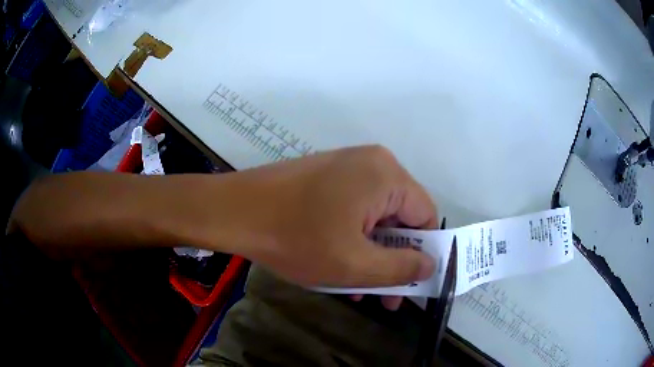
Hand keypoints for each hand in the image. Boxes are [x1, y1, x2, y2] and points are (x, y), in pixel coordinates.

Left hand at [219, 145, 437, 307]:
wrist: (234, 211)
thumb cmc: (295, 238)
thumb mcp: (355, 265)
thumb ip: (401, 269)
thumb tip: (430, 265)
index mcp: (386, 175)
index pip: (425, 216)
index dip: (422, 254)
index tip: (409, 286)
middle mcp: (372, 163)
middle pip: (400, 217)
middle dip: (392, 260)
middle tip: (383, 297)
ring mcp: (346, 167)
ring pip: (375, 218)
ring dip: (371, 255)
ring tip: (357, 289)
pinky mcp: (327, 175)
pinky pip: (354, 210)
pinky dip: (353, 239)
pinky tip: (339, 266)